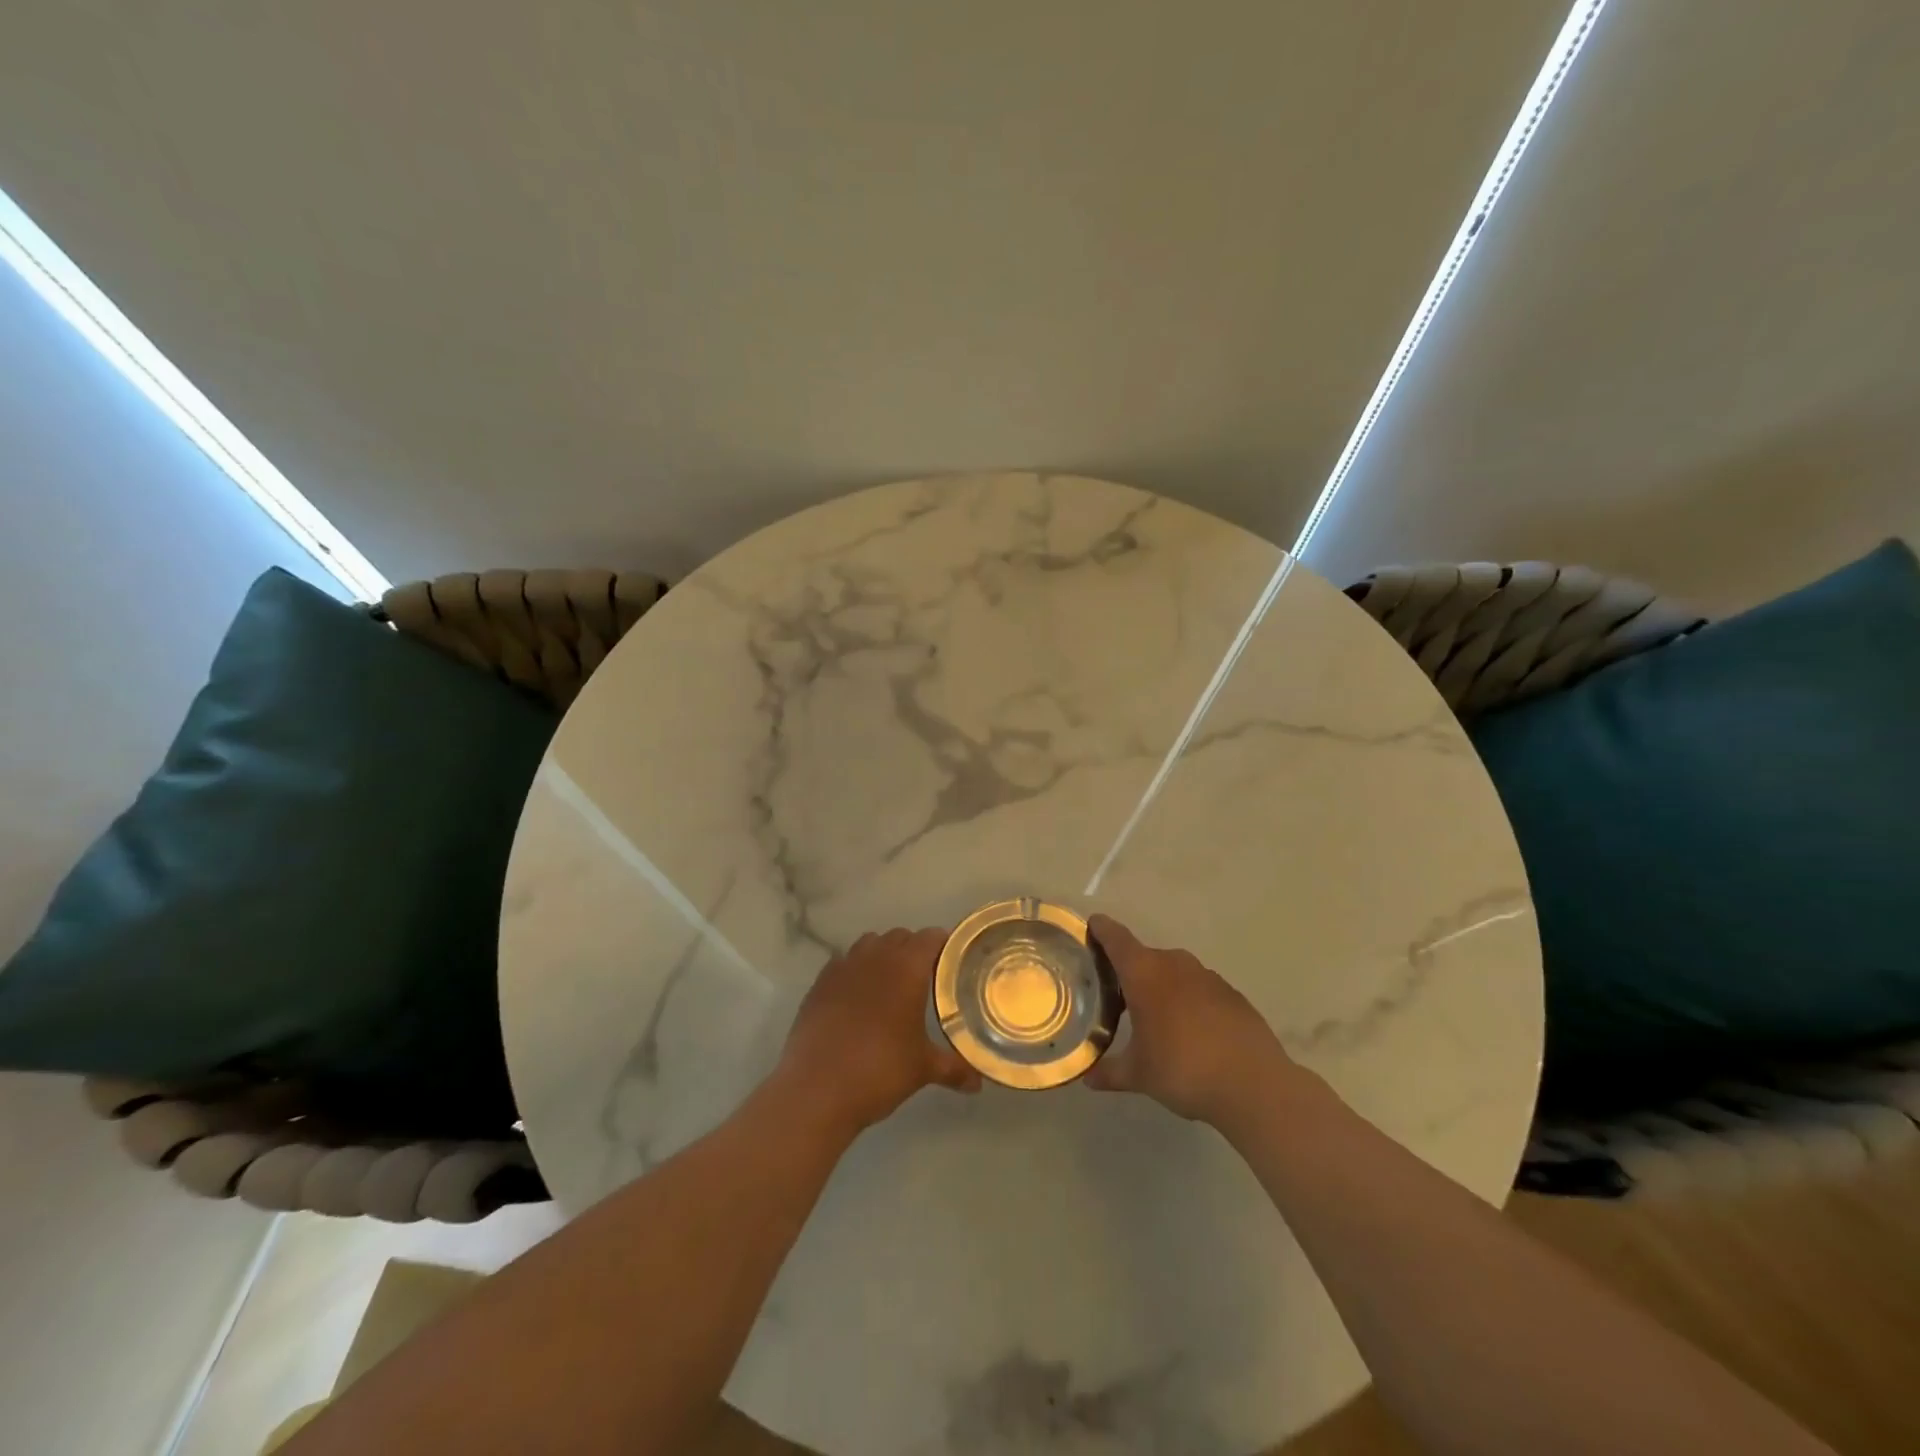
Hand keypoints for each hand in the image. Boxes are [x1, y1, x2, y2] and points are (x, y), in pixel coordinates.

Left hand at [777, 927, 981, 1136]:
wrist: (815, 1089)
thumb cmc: (879, 1070)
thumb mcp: (923, 1069)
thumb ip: (954, 1068)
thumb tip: (979, 1082)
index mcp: (906, 967)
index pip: (932, 937)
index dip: (946, 946)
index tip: (955, 964)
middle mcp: (875, 956)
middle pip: (901, 937)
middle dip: (915, 951)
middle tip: (927, 980)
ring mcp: (843, 966)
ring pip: (870, 945)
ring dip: (884, 956)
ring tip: (892, 986)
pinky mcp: (819, 982)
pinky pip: (844, 963)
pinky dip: (855, 972)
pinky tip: (858, 999)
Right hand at [1084, 914, 1293, 1126]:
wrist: (1254, 1085)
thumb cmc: (1183, 1070)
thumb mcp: (1139, 1075)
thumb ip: (1110, 1072)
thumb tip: (1087, 1078)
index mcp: (1145, 974)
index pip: (1116, 939)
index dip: (1102, 929)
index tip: (1092, 924)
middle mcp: (1175, 965)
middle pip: (1145, 956)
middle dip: (1130, 970)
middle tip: (1116, 993)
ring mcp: (1207, 977)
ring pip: (1174, 971)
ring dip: (1161, 985)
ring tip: (1154, 1015)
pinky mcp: (1232, 994)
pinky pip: (1199, 988)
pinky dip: (1188, 1000)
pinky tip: (1190, 1030)